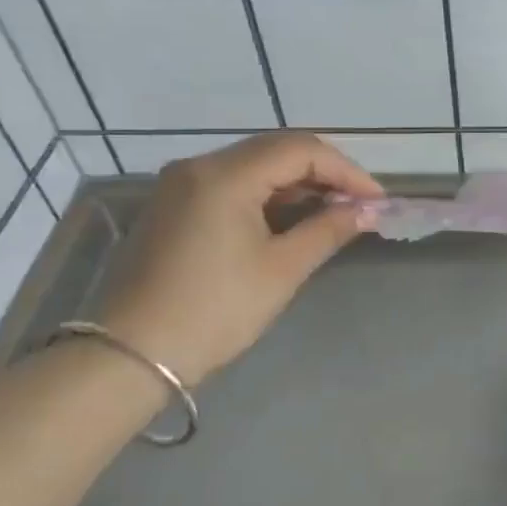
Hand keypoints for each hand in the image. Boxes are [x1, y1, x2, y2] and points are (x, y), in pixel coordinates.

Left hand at [94, 133, 383, 385]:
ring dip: (298, 183)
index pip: (301, 149)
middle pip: (277, 149)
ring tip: (334, 212)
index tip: (376, 200)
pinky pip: (232, 184)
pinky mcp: (173, 206)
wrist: (129, 356)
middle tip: (359, 204)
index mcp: (224, 175)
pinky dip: (269, 195)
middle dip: (325, 172)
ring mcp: (180, 184)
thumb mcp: (281, 269)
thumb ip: (329, 229)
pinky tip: (292, 218)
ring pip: (254, 165)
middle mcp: (198, 166)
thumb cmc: (214, 310)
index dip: (346, 170)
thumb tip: (368, 210)